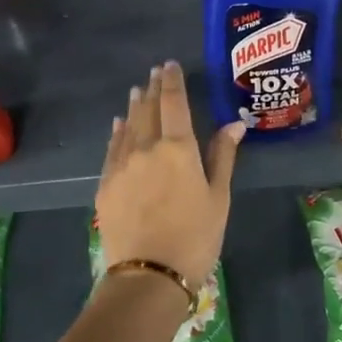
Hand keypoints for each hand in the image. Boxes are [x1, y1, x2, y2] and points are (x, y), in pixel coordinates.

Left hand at [96, 62, 243, 287]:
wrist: (148, 276)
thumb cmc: (195, 237)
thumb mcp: (219, 198)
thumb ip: (222, 157)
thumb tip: (234, 124)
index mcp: (178, 148)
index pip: (174, 103)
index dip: (172, 81)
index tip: (170, 65)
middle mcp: (146, 148)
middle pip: (148, 110)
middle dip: (152, 89)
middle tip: (154, 73)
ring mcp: (122, 166)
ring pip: (128, 127)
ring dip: (134, 107)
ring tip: (136, 92)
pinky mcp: (106, 185)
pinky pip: (112, 149)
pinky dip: (117, 133)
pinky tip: (119, 126)